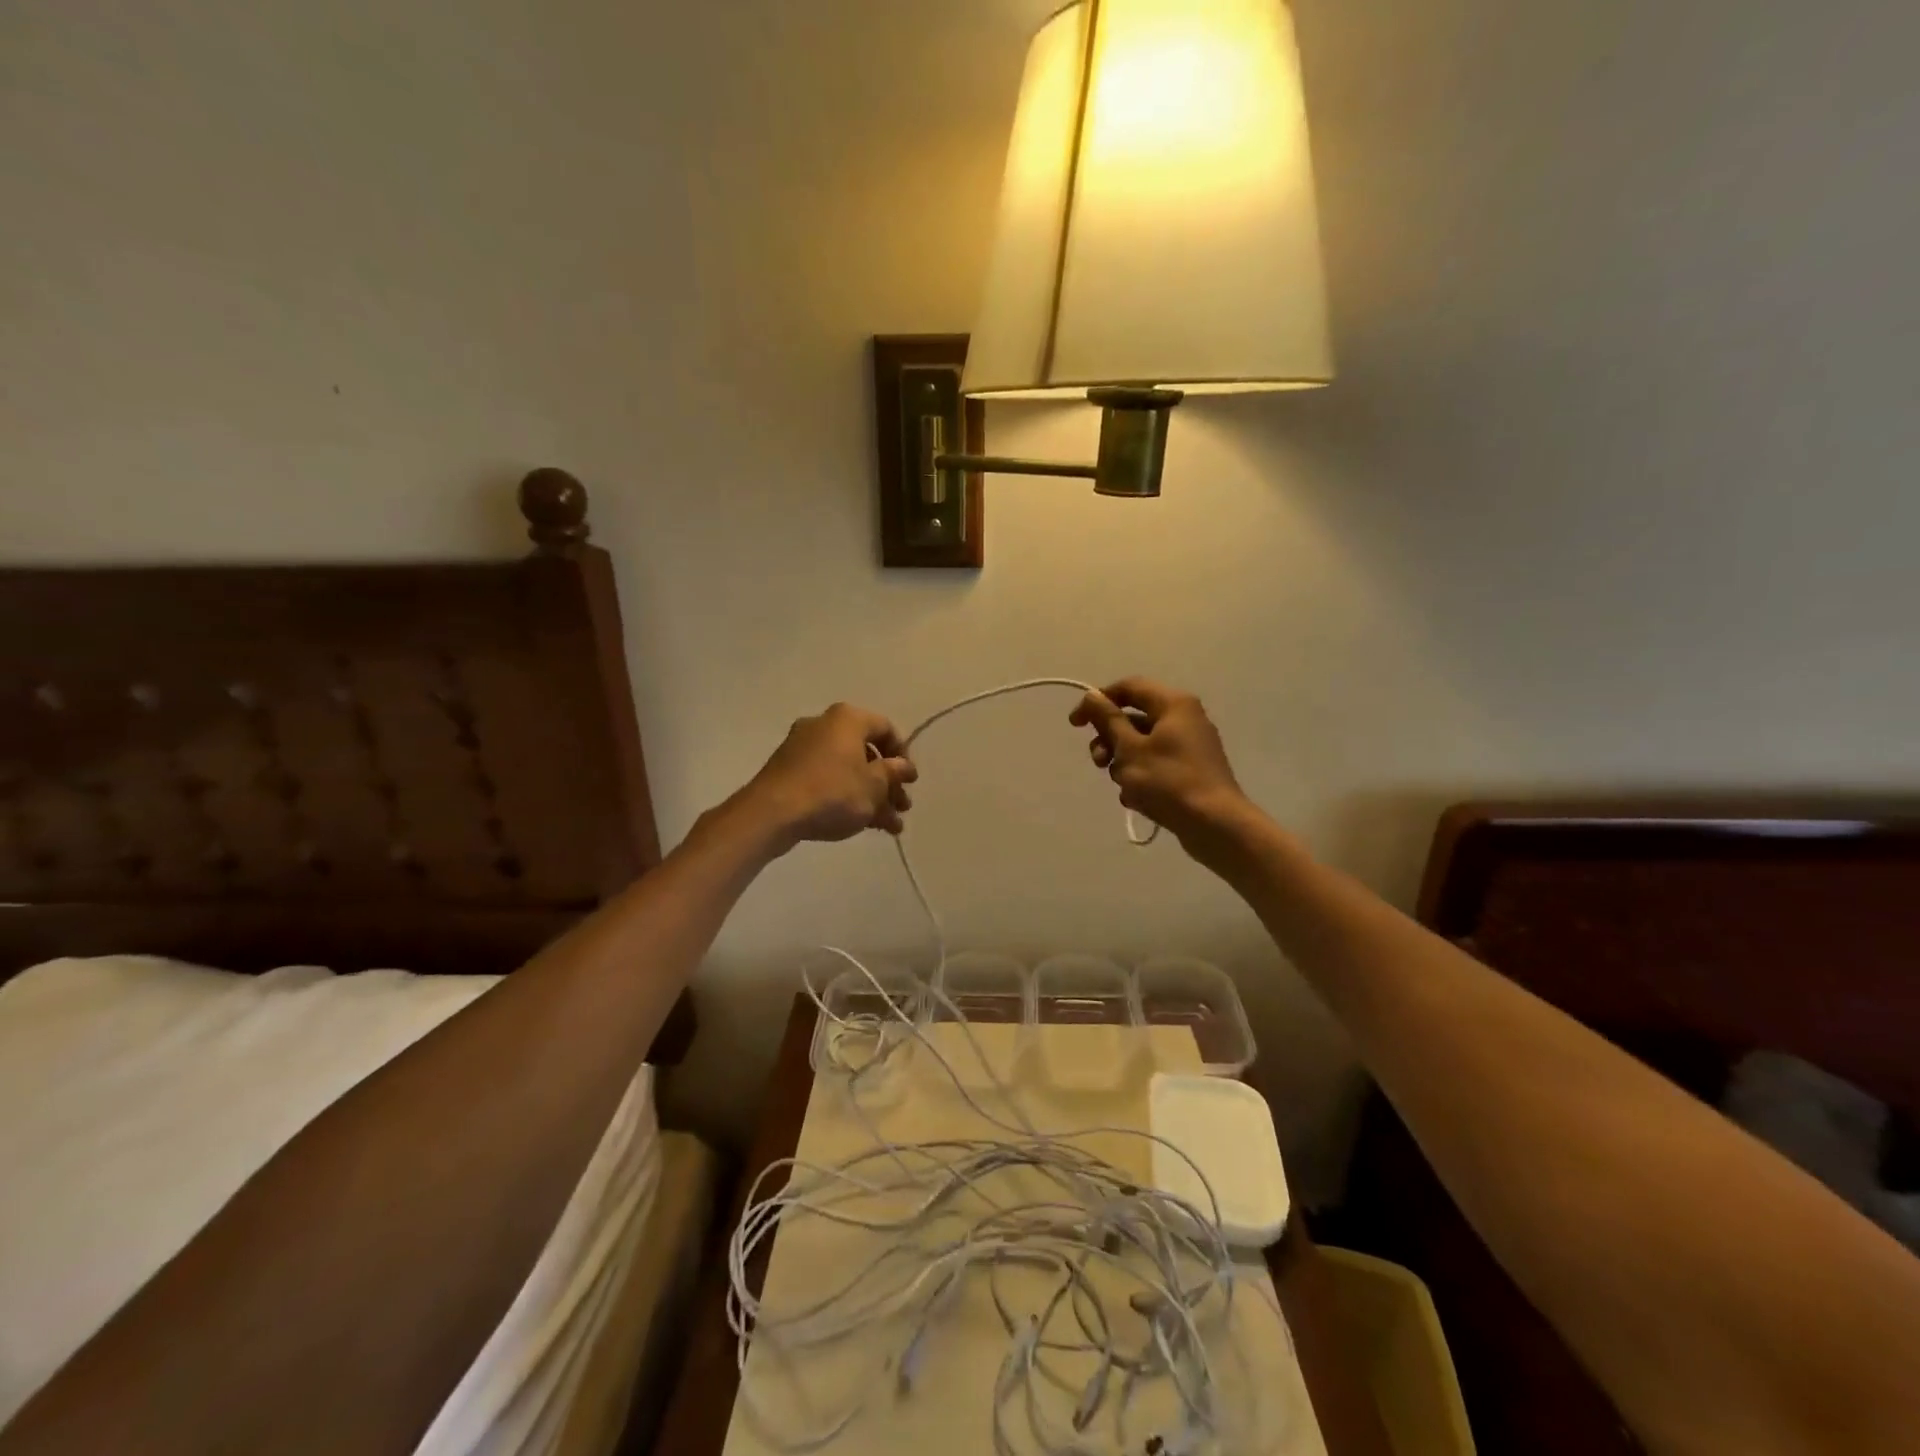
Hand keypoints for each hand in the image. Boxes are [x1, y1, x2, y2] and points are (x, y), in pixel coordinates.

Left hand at [744, 703, 916, 847]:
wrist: (771, 814)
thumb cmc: (832, 792)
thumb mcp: (873, 786)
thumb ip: (893, 773)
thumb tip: (904, 766)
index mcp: (847, 719)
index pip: (886, 728)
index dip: (903, 755)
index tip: (909, 782)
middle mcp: (824, 725)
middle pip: (867, 752)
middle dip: (888, 783)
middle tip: (902, 808)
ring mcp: (803, 748)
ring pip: (848, 770)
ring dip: (871, 796)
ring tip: (888, 827)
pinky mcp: (789, 770)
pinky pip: (827, 778)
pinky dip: (846, 796)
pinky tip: (862, 824)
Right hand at [1069, 678, 1251, 857]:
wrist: (1215, 825)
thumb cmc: (1169, 781)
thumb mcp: (1130, 749)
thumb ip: (1108, 720)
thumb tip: (1092, 696)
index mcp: (1173, 704)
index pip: (1128, 687)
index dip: (1098, 701)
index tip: (1075, 724)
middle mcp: (1185, 718)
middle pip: (1134, 718)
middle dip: (1110, 740)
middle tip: (1099, 762)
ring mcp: (1190, 745)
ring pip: (1143, 744)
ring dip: (1123, 762)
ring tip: (1123, 786)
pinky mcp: (1192, 770)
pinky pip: (1157, 763)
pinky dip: (1141, 776)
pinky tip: (1136, 799)